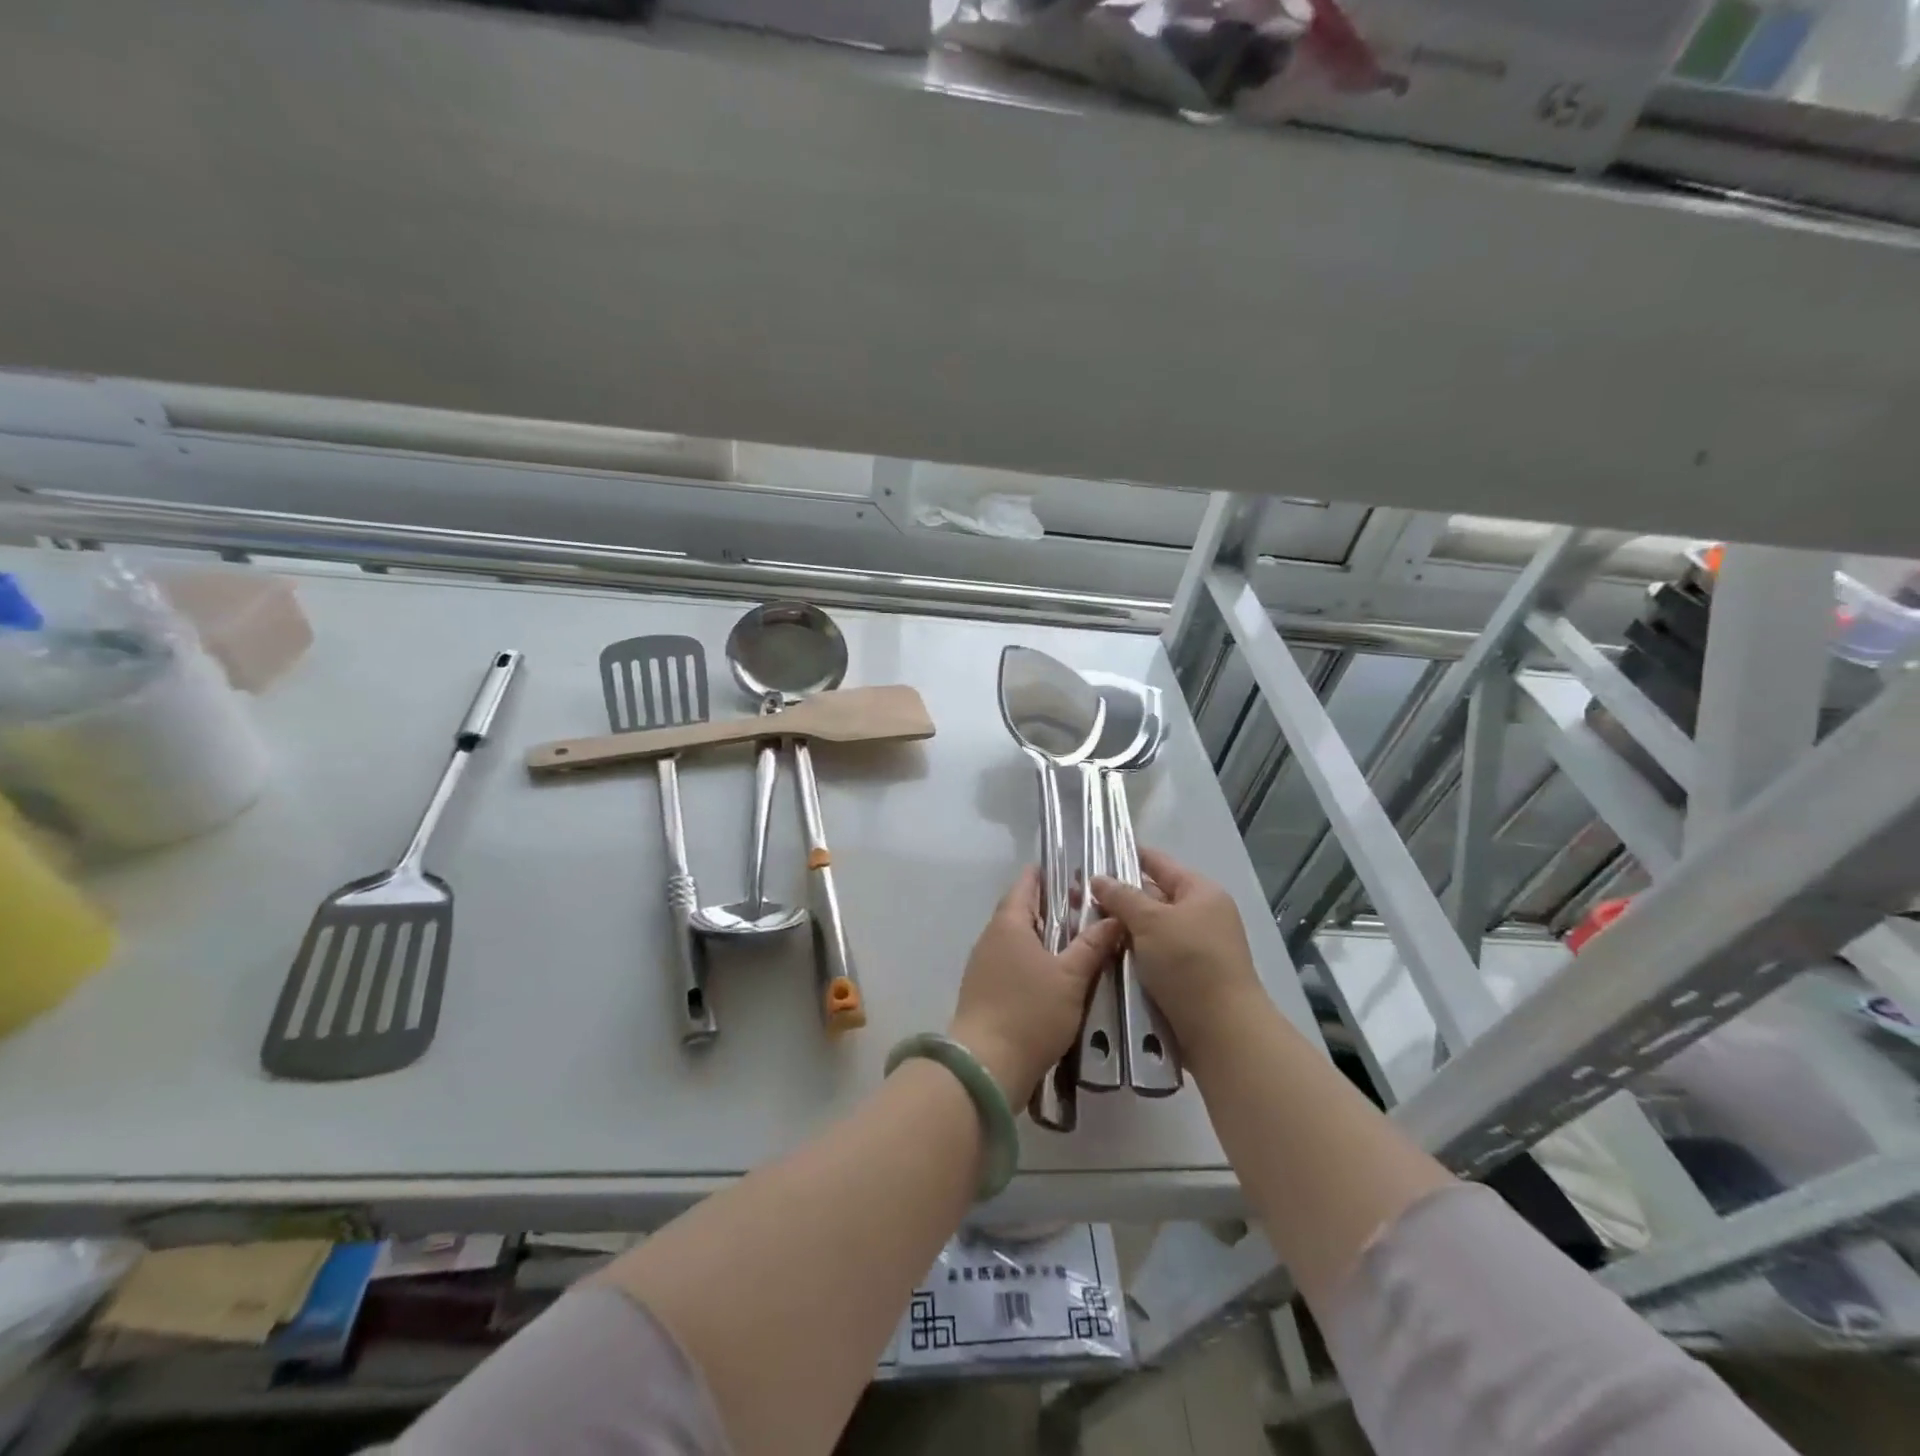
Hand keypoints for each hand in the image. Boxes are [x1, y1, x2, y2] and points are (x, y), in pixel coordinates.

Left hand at [949, 867, 1121, 1105]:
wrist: (986, 1065)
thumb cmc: (1030, 1012)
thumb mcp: (1071, 977)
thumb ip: (1092, 945)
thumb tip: (1114, 917)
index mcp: (1009, 923)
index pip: (1026, 884)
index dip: (1047, 875)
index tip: (1073, 874)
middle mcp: (991, 937)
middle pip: (1021, 911)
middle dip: (1051, 907)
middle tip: (1085, 910)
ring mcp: (984, 965)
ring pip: (1017, 939)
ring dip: (1043, 936)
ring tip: (1077, 942)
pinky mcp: (984, 991)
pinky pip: (1011, 962)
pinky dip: (1033, 959)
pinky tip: (1054, 975)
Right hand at [1091, 848, 1263, 1063]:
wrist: (1222, 1032)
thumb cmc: (1189, 964)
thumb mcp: (1151, 922)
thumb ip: (1122, 896)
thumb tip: (1098, 878)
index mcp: (1200, 892)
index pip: (1158, 862)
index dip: (1127, 855)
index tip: (1091, 854)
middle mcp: (1200, 915)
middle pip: (1152, 896)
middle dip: (1117, 897)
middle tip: (1075, 897)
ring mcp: (1194, 948)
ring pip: (1148, 929)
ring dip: (1120, 929)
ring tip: (1080, 926)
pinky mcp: (1186, 977)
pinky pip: (1151, 955)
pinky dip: (1130, 953)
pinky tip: (1101, 954)